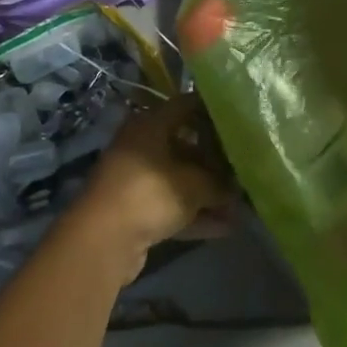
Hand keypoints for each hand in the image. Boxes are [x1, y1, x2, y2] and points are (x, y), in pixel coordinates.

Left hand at [75, 93, 233, 283]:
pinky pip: (172, 205)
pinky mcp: (135, 210)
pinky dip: (195, 214)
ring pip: (180, 179)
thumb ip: (220, 182)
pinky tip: (225, 227)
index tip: (240, 119)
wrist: (103, 241)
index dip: (214, 110)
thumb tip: (237, 186)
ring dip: (208, 193)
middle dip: (215, 160)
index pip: (187, 105)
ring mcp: (137, 179)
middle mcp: (142, 145)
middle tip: (244, 166)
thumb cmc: (151, 193)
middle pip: (186, 145)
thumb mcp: (195, 184)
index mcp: (151, 125)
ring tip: (240, 203)